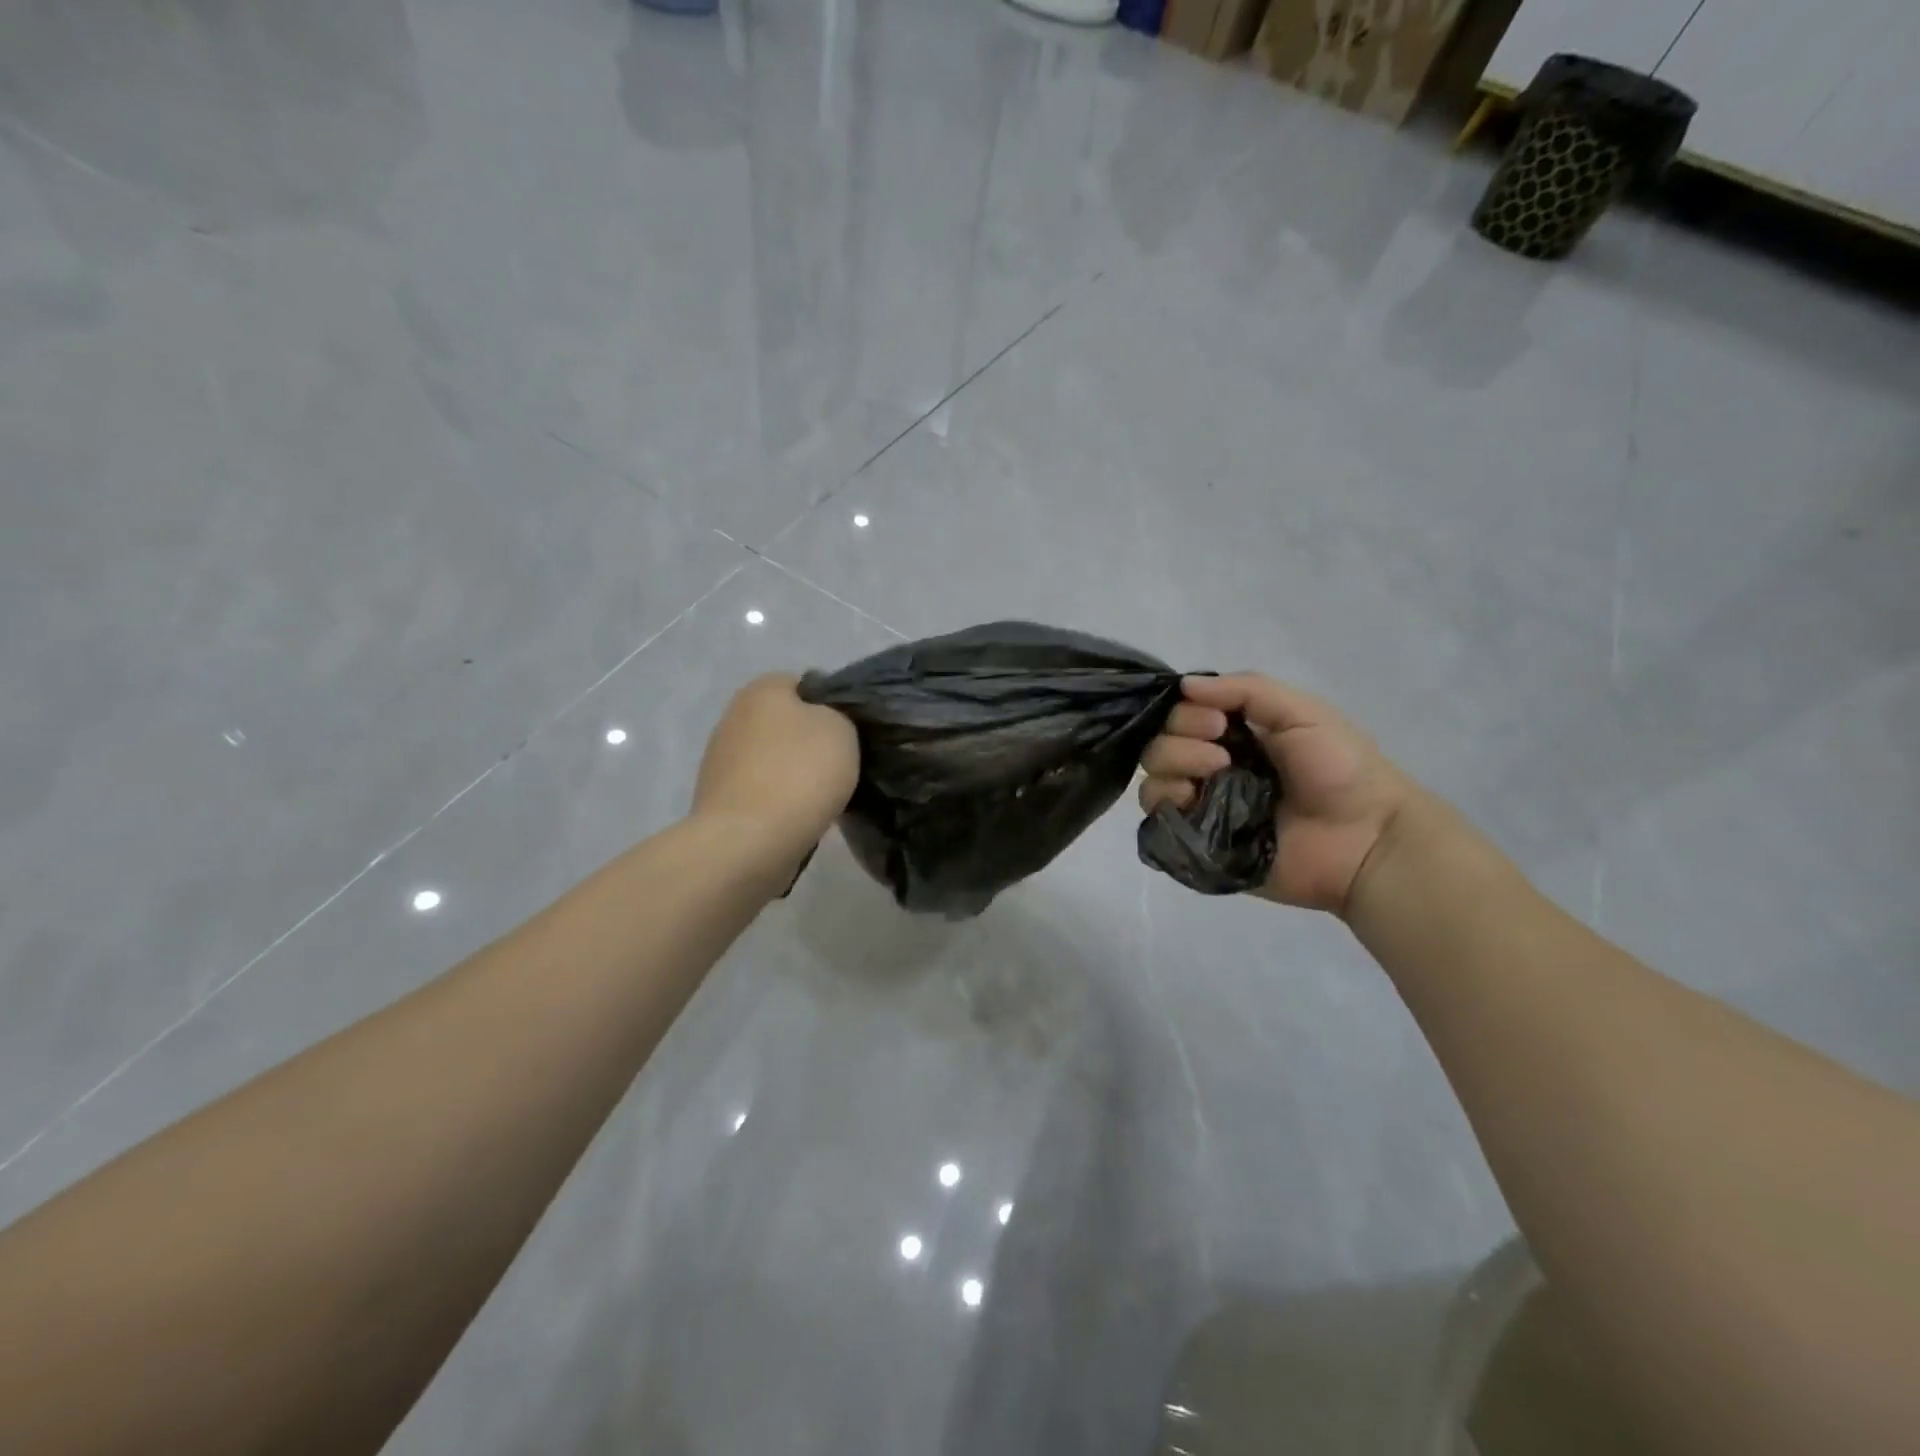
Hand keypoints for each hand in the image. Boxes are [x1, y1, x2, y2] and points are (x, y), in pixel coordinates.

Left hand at [693, 674, 859, 863]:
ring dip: (791, 773)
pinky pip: (759, 789)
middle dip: (808, 741)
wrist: (748, 840)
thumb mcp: (842, 729)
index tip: (850, 734)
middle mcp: (733, 715)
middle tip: (839, 766)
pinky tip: (794, 817)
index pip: (804, 684)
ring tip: (819, 798)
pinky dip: (776, 800)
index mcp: (762, 689)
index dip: (831, 706)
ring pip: (771, 757)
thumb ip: (836, 714)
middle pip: (785, 723)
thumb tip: (823, 721)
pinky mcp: (717, 797)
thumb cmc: (799, 773)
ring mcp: (719, 758)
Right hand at [1139, 674, 1416, 916]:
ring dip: (1175, 767)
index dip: (1188, 713)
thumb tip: (1183, 685)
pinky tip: (1197, 801)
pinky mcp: (1198, 842)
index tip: (1219, 722)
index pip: (1180, 715)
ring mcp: (1202, 806)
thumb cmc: (1340, 770)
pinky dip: (1168, 803)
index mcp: (1233, 736)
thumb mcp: (1302, 712)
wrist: (1366, 838)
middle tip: (1224, 753)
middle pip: (1159, 744)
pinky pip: (1159, 819)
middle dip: (1182, 739)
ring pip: (1152, 779)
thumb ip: (1244, 690)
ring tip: (1217, 775)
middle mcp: (1210, 768)